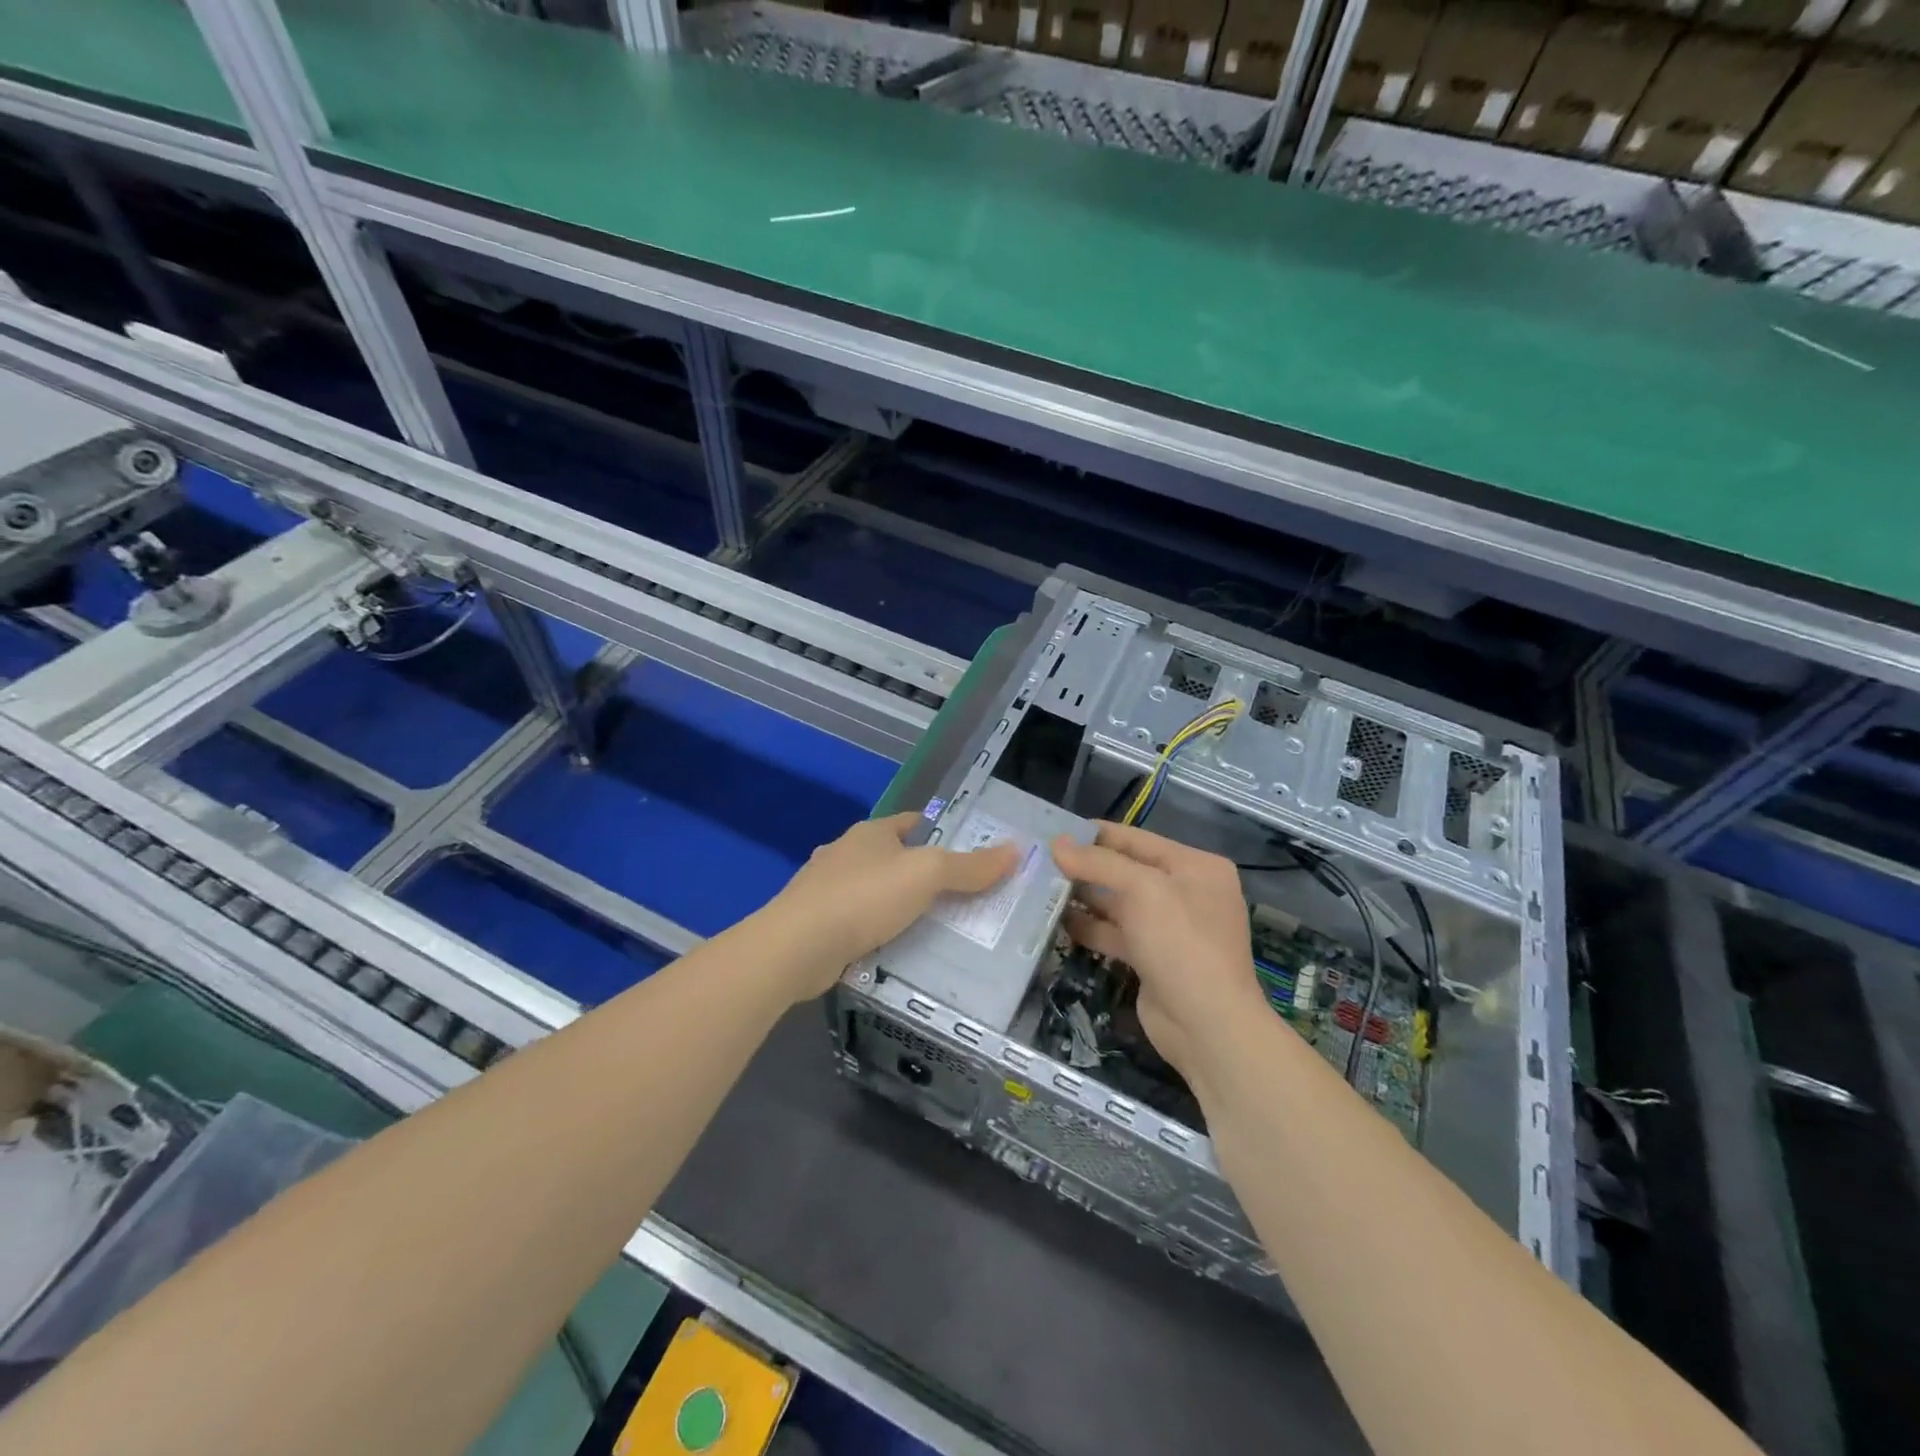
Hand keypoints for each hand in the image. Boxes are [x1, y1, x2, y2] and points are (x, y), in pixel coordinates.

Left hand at [767, 812, 1018, 999]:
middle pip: (894, 858)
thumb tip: (1014, 849)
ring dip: (898, 905)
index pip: (914, 822)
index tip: (970, 856)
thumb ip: (970, 866)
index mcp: (871, 833)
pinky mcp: (816, 924)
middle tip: (962, 899)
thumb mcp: (926, 875)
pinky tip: (894, 950)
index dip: (943, 834)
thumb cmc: (864, 898)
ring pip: (874, 892)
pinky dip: (877, 932)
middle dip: (923, 874)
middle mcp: (846, 854)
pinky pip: (858, 922)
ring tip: (934, 928)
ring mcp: (826, 889)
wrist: (795, 947)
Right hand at [1051, 822, 1265, 1080]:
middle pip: (1127, 871)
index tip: (1056, 829)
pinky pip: (1115, 933)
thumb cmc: (1180, 942)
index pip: (1138, 840)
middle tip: (1040, 859)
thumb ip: (1098, 863)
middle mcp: (1185, 892)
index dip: (1097, 834)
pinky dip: (1089, 927)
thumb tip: (1057, 843)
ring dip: (1083, 897)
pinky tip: (1056, 921)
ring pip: (1118, 904)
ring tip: (1040, 887)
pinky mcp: (1152, 958)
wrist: (1207, 1025)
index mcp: (1196, 866)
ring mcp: (1169, 928)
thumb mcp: (1142, 890)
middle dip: (1086, 866)